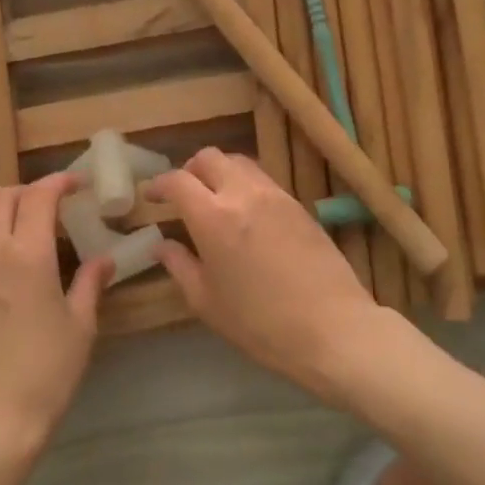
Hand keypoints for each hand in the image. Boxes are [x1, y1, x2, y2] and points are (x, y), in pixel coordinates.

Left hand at [0, 173, 110, 474]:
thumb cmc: (45, 375)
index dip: (58, 183)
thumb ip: (90, 284)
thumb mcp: (80, 327)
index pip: (39, 196)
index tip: (75, 186)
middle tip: (45, 207)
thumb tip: (103, 260)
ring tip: (3, 224)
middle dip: (25, 192)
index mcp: (28, 255)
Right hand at [147, 149, 380, 403]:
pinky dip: (245, 184)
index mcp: (213, 217)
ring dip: (220, 172)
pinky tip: (246, 213)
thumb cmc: (260, 323)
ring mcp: (275, 195)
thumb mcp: (207, 302)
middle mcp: (243, 194)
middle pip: (209, 157)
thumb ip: (180, 266)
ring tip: (215, 199)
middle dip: (190, 169)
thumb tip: (162, 245)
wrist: (332, 327)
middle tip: (183, 194)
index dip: (159, 184)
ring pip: (239, 162)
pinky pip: (263, 179)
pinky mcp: (299, 204)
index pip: (178, 181)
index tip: (151, 196)